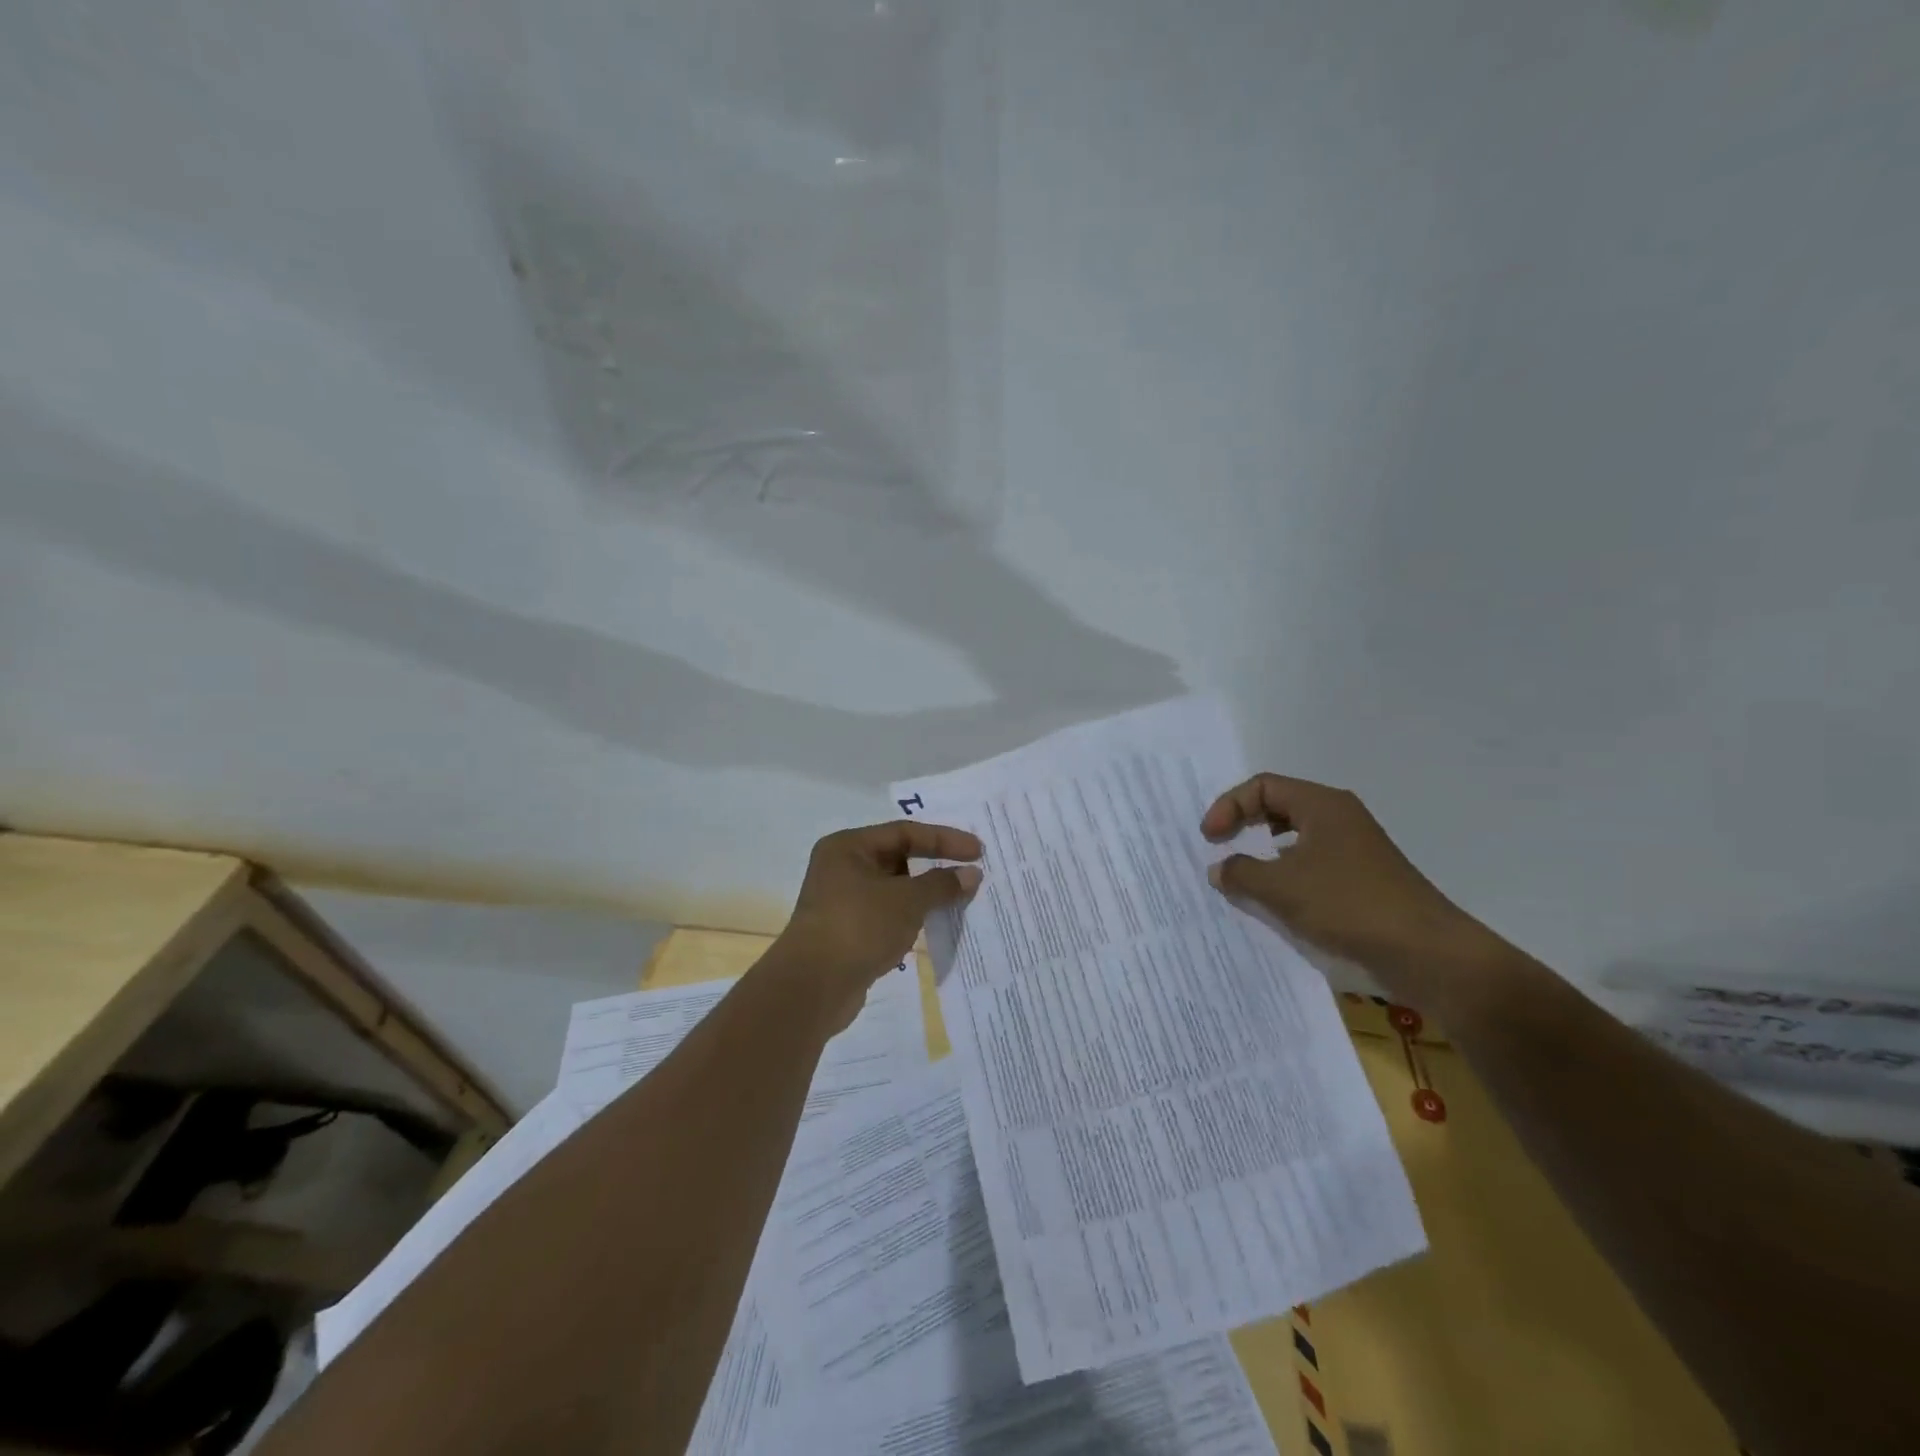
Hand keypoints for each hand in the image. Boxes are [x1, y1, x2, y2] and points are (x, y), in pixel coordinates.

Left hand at [772, 821, 983, 1029]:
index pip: (905, 832)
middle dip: (935, 866)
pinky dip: (910, 917)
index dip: (944, 840)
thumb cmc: (859, 927)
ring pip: (894, 889)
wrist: (813, 987)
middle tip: (971, 872)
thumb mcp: (907, 900)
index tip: (978, 851)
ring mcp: (842, 901)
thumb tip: (972, 874)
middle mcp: (842, 867)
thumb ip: (941, 884)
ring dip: (924, 894)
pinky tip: (933, 925)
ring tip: (959, 900)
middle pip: (898, 858)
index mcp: (848, 847)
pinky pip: (888, 914)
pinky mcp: (848, 931)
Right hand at [1201, 774, 1499, 1004]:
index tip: (1210, 839)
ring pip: (1295, 836)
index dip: (1229, 806)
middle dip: (1244, 822)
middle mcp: (1339, 817)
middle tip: (1220, 846)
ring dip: (1263, 851)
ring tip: (1242, 874)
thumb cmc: (1347, 905)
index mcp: (1322, 805)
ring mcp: (1353, 848)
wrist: (1426, 952)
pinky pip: (1311, 861)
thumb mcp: (1280, 888)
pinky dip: (1285, 872)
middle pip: (1279, 805)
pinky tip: (1276, 899)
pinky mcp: (1361, 877)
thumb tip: (1219, 868)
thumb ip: (1240, 872)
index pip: (1263, 786)